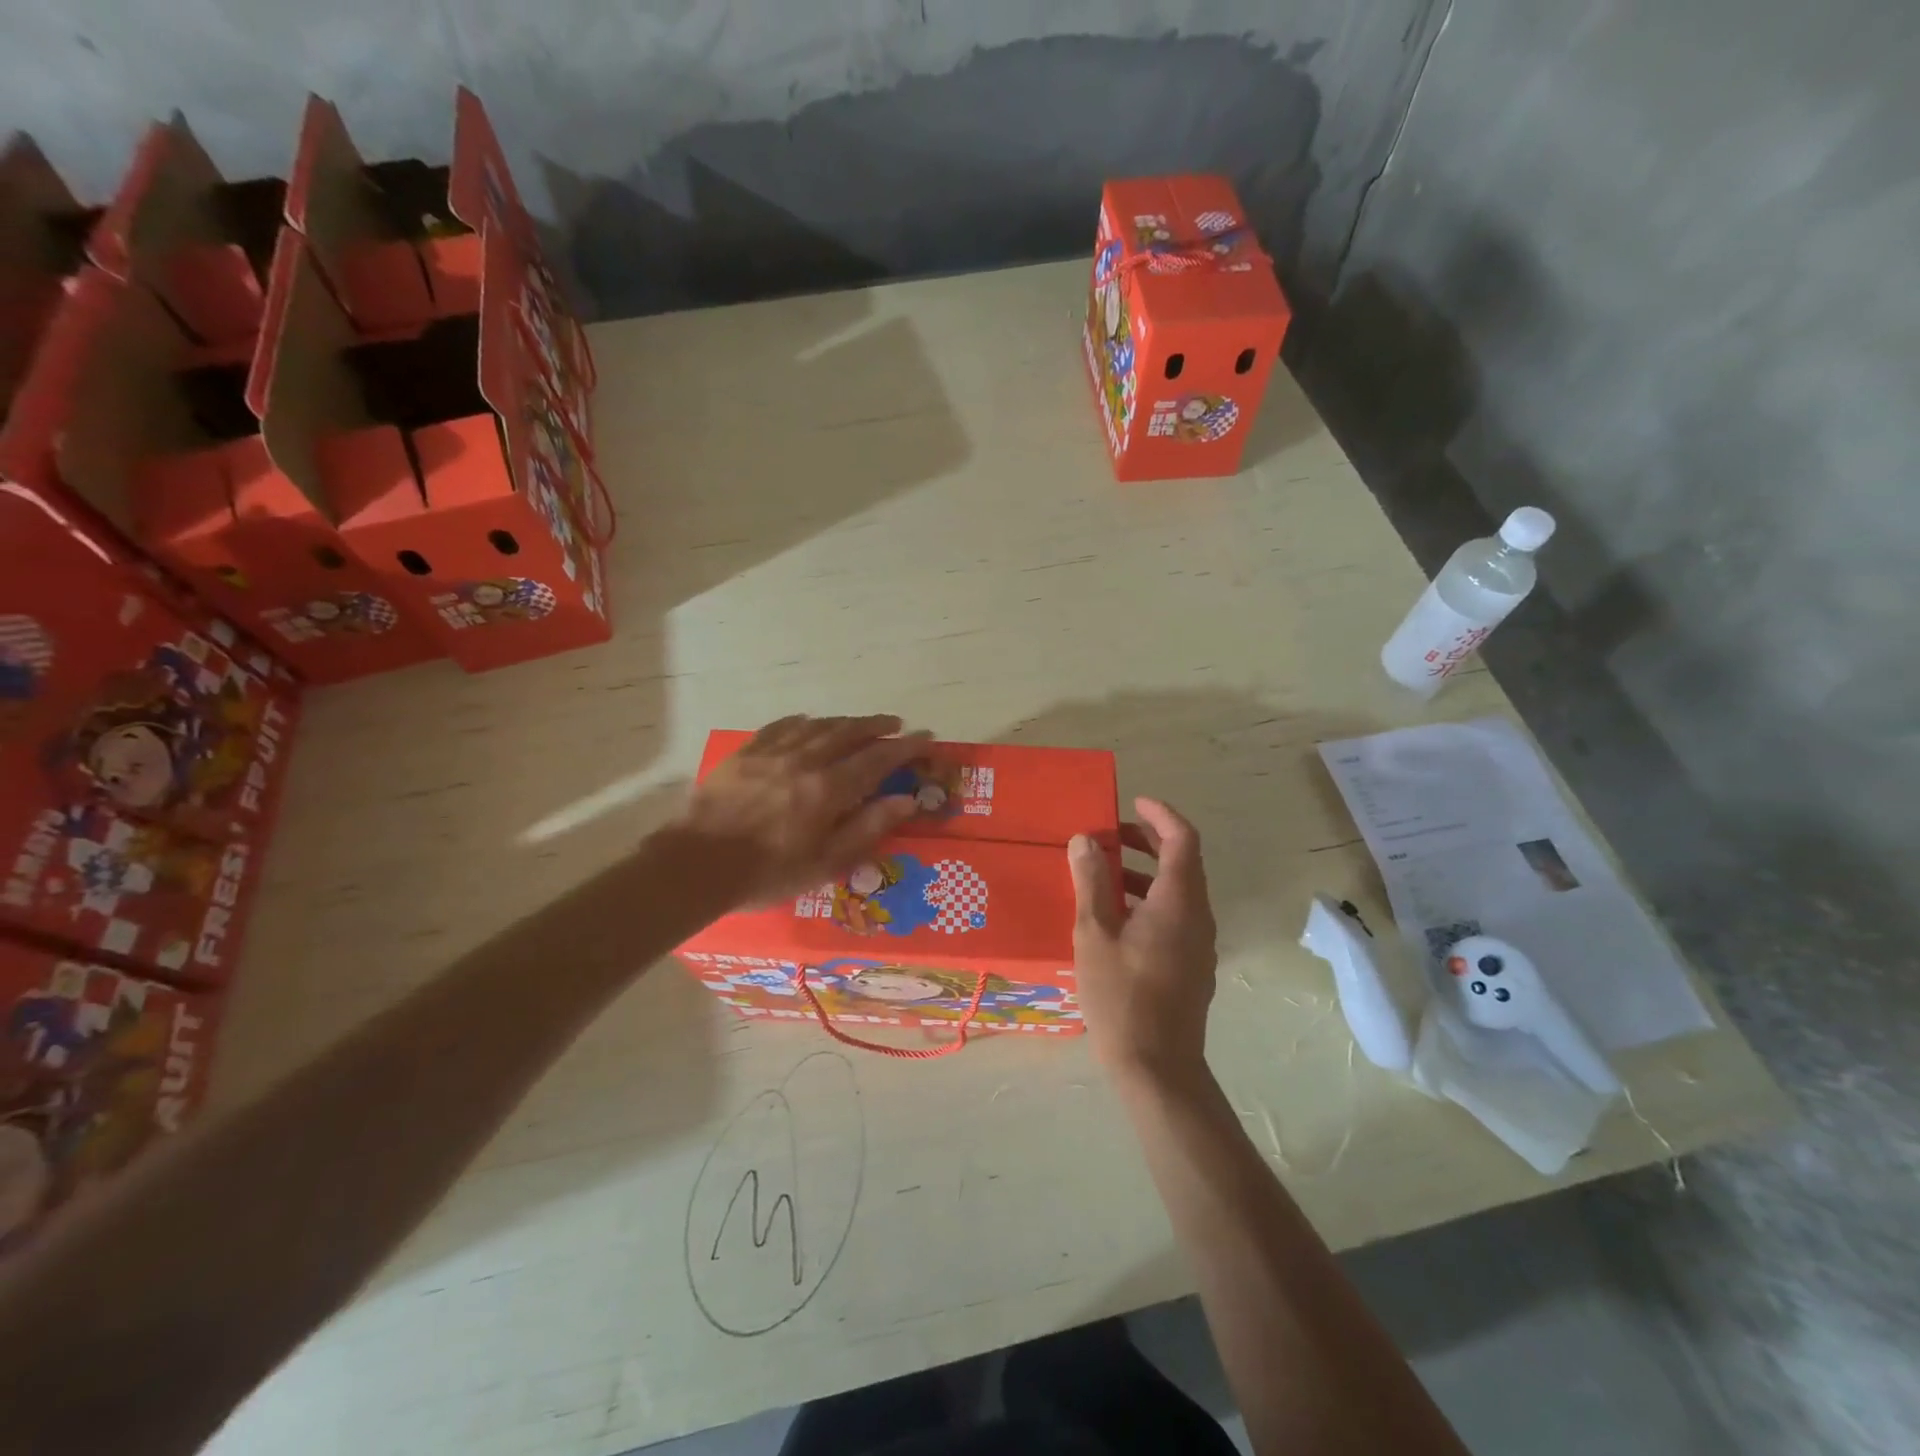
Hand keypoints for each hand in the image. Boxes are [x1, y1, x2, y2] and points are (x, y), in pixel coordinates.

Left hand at [671, 714, 929, 906]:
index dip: (906, 747)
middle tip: (897, 724)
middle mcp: (806, 760)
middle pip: (850, 732)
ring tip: (860, 724)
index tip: (927, 738)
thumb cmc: (769, 872)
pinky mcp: (746, 752)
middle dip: (878, 726)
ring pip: (819, 725)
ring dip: (845, 722)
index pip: (878, 759)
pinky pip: (782, 727)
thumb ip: (868, 827)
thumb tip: (907, 800)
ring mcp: (773, 752)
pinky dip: (803, 722)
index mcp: (829, 788)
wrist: (698, 864)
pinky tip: (809, 723)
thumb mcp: (827, 861)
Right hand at [1067, 798, 1218, 1086]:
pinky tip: (1113, 918)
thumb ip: (1091, 882)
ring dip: (1142, 873)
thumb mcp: (1094, 933)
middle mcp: (1197, 916)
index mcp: (1179, 902)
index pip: (1183, 839)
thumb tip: (1085, 839)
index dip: (1160, 814)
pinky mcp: (1191, 965)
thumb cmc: (1122, 996)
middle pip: (1182, 862)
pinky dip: (1147, 901)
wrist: (1158, 1068)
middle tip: (1108, 835)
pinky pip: (1174, 916)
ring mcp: (1198, 943)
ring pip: (1176, 891)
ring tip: (1100, 875)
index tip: (1132, 802)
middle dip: (1147, 841)